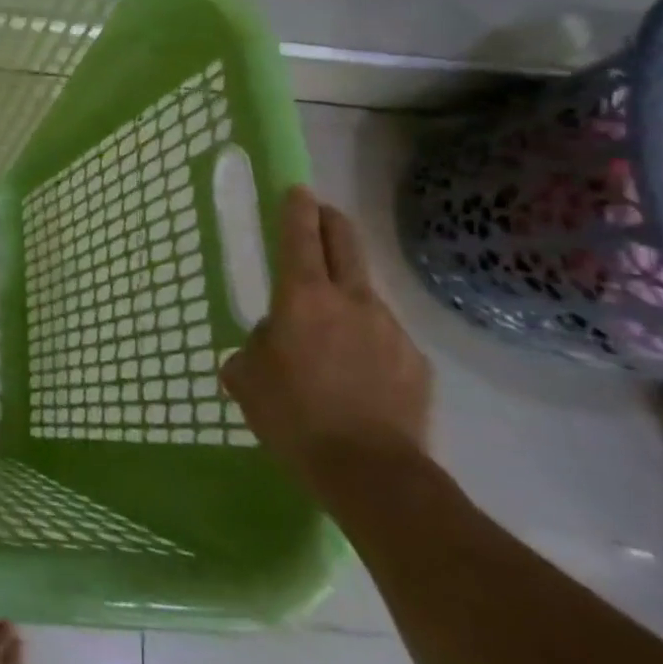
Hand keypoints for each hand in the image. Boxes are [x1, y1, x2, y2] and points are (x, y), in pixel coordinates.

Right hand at [221, 186, 431, 500]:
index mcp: (302, 297)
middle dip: (332, 221)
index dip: (296, 208)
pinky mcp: (416, 362)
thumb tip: (267, 342)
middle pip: (346, 243)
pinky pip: (385, 336)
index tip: (296, 189)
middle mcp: (351, 300)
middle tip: (322, 214)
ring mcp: (390, 329)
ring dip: (349, 288)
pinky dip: (369, 338)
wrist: (372, 473)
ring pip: (366, 291)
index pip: (300, 235)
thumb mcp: (247, 378)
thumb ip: (253, 347)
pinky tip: (358, 370)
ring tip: (332, 319)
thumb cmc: (294, 416)